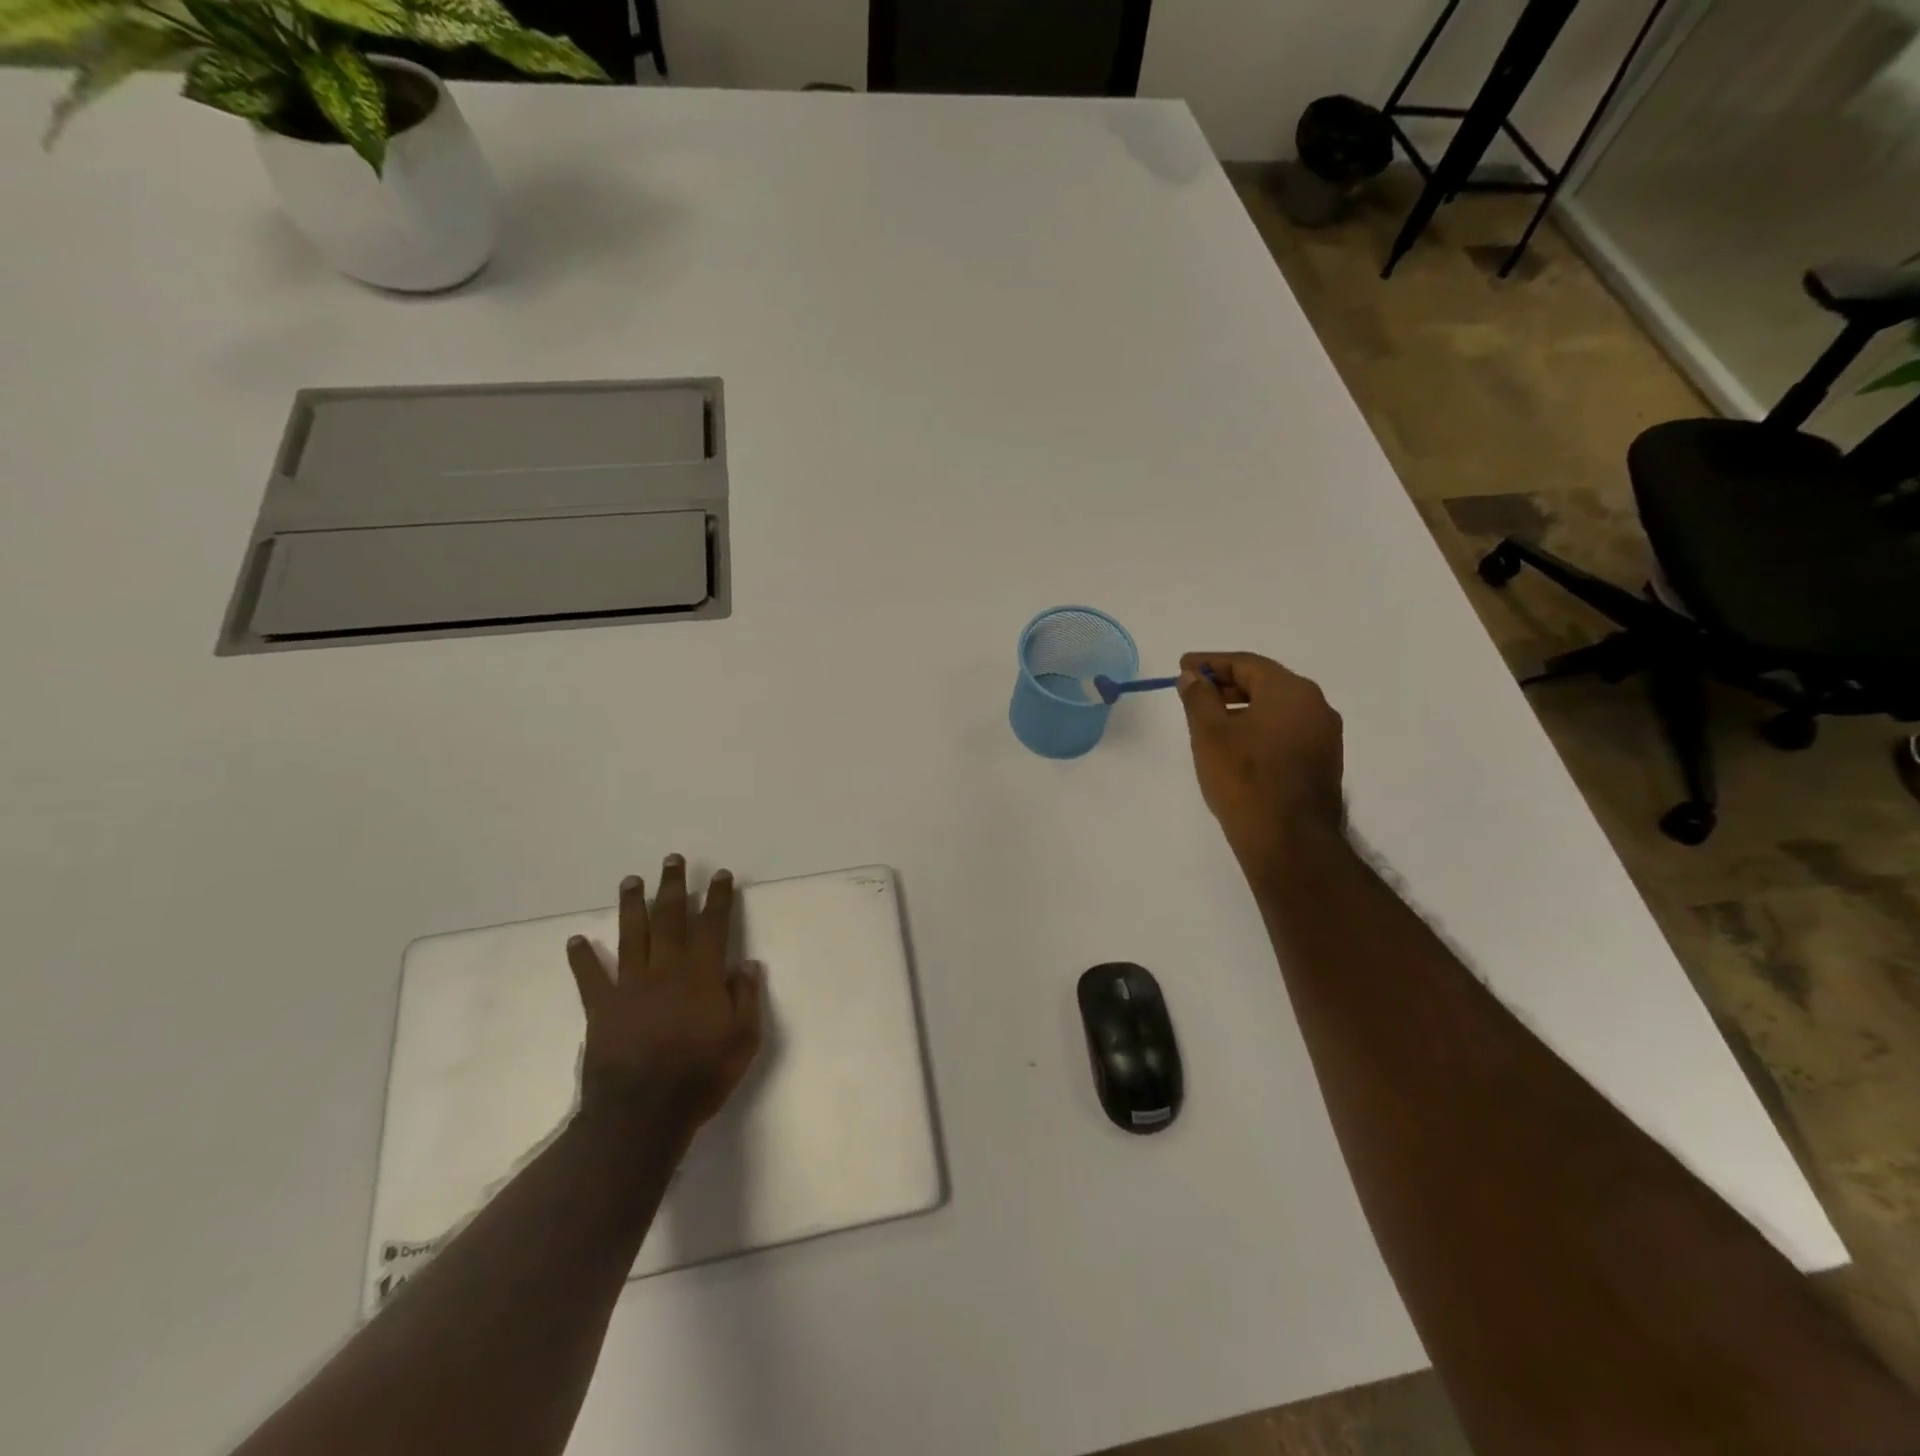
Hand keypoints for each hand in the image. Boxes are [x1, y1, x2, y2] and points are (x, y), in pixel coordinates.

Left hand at [565, 855, 763, 1139]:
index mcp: (701, 974)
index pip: (712, 925)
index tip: (720, 874)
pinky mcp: (602, 1008)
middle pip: (670, 918)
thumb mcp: (743, 1039)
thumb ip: (746, 998)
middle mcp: (665, 969)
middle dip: (673, 886)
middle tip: (672, 859)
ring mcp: (630, 986)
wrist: (641, 1114)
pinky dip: (582, 958)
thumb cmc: (700, 1076)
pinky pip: (590, 977)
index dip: (717, 898)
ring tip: (631, 880)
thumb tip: (745, 964)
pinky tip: (575, 940)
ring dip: (632, 905)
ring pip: (632, 935)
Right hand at [1177, 652, 1345, 874]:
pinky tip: (1237, 744)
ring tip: (1210, 719)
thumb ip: (1199, 698)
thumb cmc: (1244, 778)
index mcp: (1291, 690)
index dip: (1210, 662)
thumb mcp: (1210, 733)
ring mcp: (1324, 736)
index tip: (1183, 666)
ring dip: (1243, 707)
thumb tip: (1193, 676)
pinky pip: (1286, 730)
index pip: (1246, 664)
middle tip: (1193, 691)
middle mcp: (1316, 705)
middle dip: (1226, 684)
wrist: (1289, 841)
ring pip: (1277, 708)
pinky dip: (1259, 727)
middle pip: (1265, 682)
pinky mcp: (1323, 762)